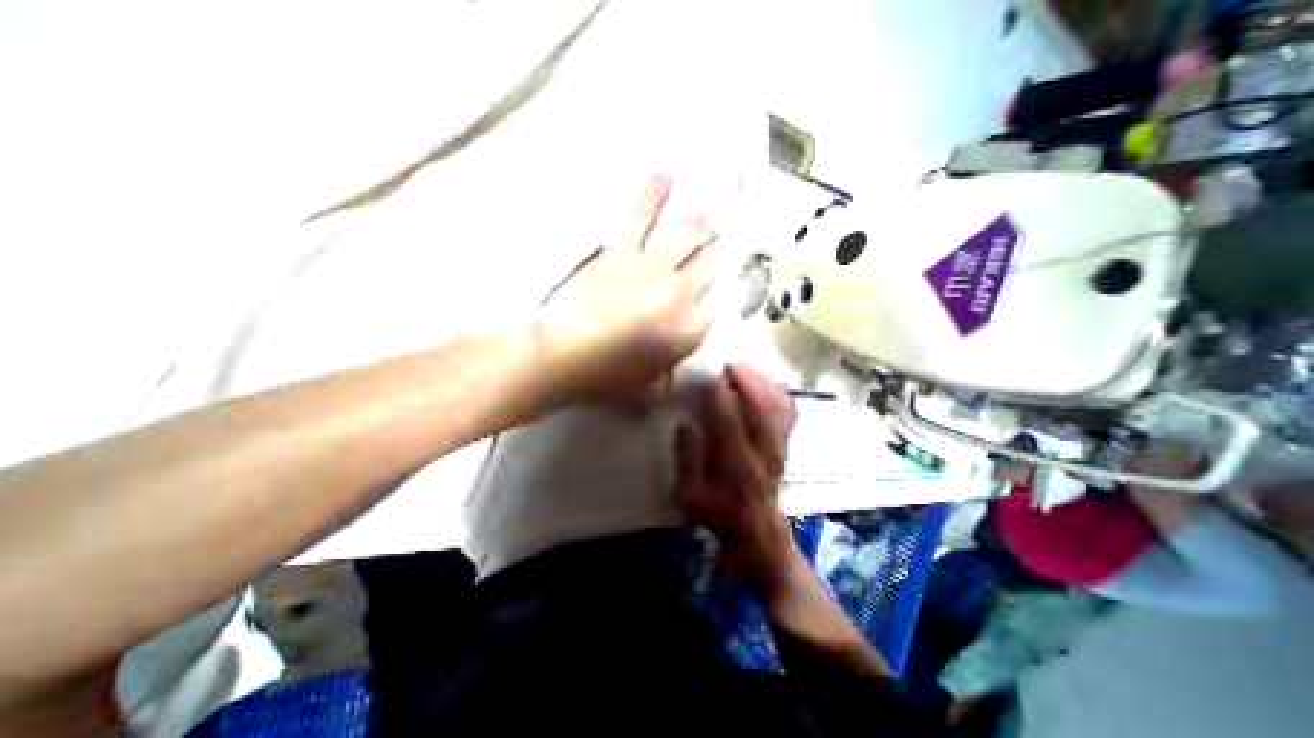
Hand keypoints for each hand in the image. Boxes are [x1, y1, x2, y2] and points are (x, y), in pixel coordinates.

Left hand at [537, 174, 716, 402]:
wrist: (565, 354)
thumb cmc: (609, 379)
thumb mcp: (646, 392)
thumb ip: (664, 381)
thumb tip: (666, 376)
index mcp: (691, 329)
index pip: (720, 304)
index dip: (723, 294)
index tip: (722, 288)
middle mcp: (682, 293)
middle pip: (711, 265)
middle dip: (720, 254)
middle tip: (725, 244)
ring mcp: (654, 267)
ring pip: (689, 236)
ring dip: (703, 224)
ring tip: (713, 213)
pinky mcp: (623, 252)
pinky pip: (641, 217)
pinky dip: (653, 194)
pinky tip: (666, 175)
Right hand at [682, 361, 794, 587]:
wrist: (757, 532)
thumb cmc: (718, 514)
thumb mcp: (690, 496)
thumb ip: (688, 460)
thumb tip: (688, 424)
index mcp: (736, 466)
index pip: (729, 423)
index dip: (719, 396)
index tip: (708, 375)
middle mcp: (763, 453)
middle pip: (762, 409)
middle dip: (747, 381)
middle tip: (729, 364)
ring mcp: (779, 448)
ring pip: (779, 408)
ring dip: (763, 383)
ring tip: (744, 368)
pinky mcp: (785, 445)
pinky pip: (788, 413)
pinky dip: (779, 393)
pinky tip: (764, 382)